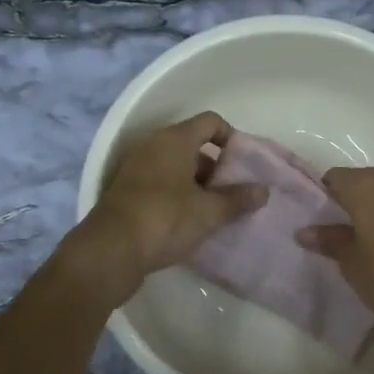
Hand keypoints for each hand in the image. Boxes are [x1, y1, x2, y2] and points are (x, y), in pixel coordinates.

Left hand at [67, 112, 267, 305]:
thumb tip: (263, 190)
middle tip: (233, 194)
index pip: (210, 122)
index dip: (232, 138)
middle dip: (217, 168)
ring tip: (215, 212)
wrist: (110, 251)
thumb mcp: (209, 212)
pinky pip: (161, 185)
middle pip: (193, 146)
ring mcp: (136, 169)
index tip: (244, 165)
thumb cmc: (165, 219)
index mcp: (174, 140)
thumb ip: (238, 199)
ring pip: (176, 168)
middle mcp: (153, 147)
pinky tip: (190, 223)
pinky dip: (178, 197)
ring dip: (197, 186)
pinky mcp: (127, 193)